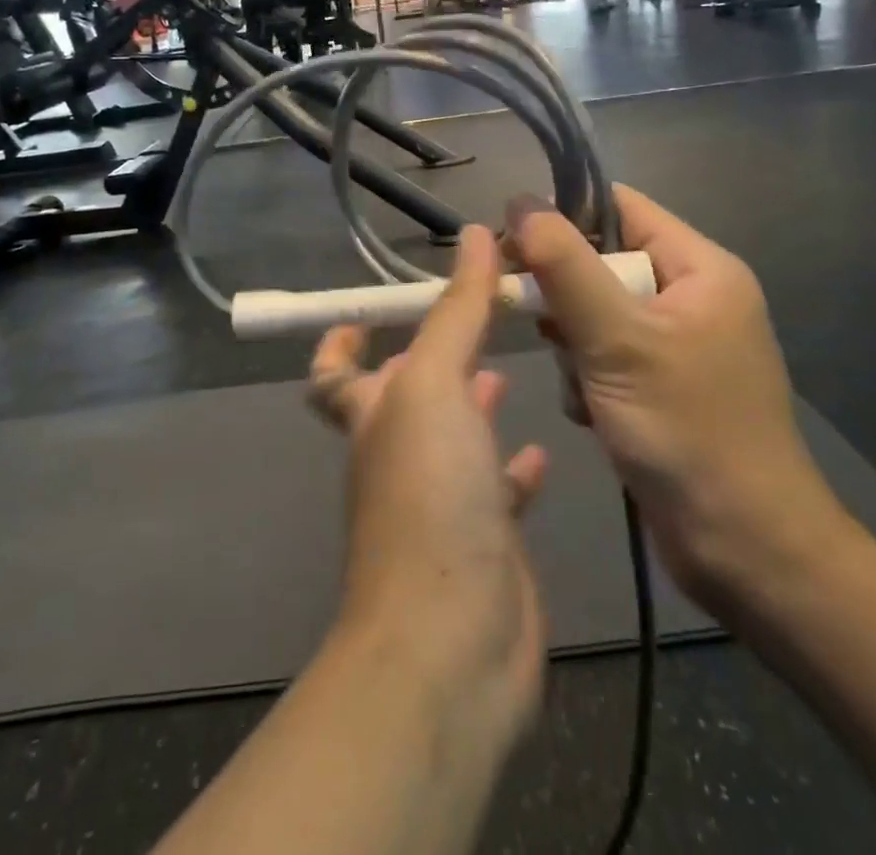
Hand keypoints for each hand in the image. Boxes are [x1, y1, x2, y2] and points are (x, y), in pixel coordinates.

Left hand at [309, 226, 548, 752]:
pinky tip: (542, 448)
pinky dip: (514, 467)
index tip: (368, 310)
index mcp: (372, 414)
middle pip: (404, 396)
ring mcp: (440, 500)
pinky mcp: (485, 540)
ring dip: (474, 403)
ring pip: (454, 437)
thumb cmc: (430, 495)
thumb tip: (477, 234)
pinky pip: (497, 490)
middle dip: (433, 357)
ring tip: (511, 366)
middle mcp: (397, 454)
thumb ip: (457, 310)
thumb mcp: (435, 384)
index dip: (339, 339)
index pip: (333, 373)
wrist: (452, 641)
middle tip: (478, 318)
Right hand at [507, 187, 855, 614]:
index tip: (513, 245)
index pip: (620, 208)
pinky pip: (606, 355)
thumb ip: (565, 266)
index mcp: (700, 269)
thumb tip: (520, 200)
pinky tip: (591, 412)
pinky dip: (587, 377)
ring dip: (573, 344)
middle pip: (602, 262)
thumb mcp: (617, 340)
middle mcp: (692, 297)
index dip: (564, 216)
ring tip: (581, 385)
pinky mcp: (662, 386)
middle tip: (541, 325)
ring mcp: (677, 345)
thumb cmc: (687, 432)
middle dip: (566, 296)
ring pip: (596, 312)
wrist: (747, 552)